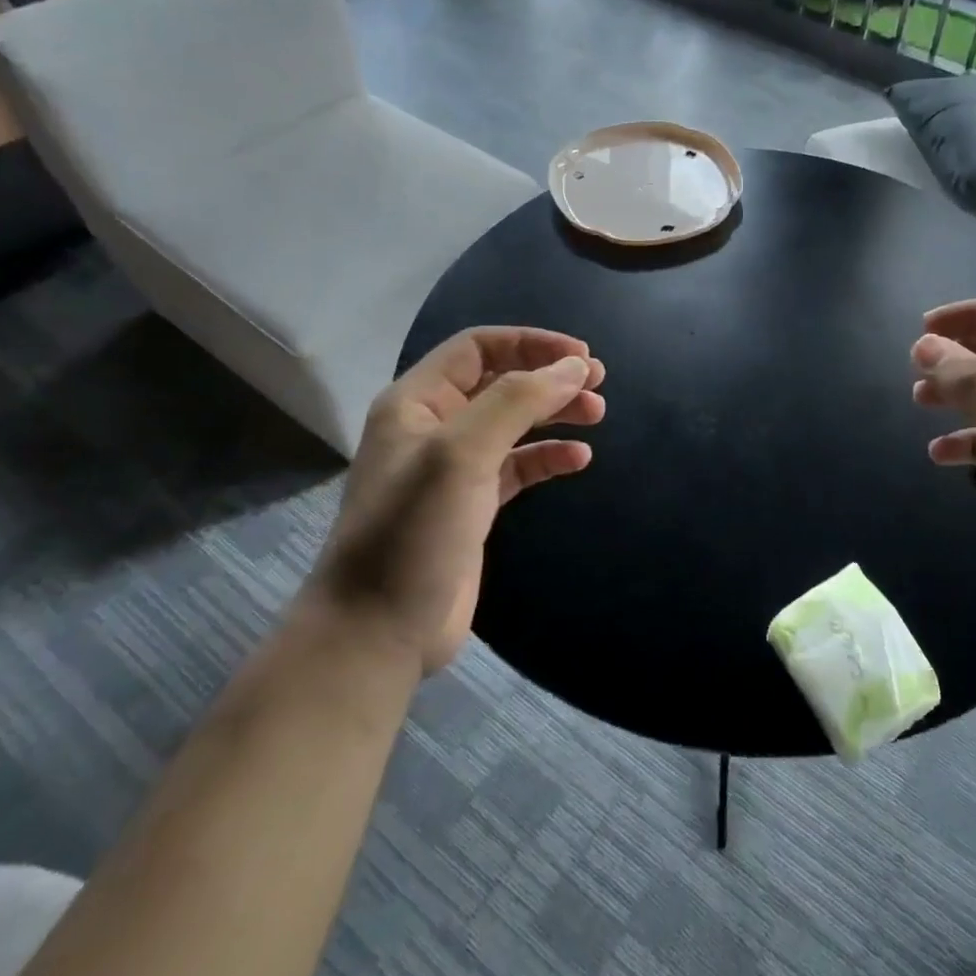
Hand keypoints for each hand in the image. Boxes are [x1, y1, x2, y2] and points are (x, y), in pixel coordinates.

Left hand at [307, 327, 605, 676]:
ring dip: (555, 413)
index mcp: (417, 402)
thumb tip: (574, 367)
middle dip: (549, 377)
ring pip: (513, 423)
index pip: (478, 347)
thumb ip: (518, 401)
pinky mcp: (472, 506)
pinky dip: (548, 457)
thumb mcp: (462, 453)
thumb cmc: (413, 531)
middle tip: (598, 383)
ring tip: (597, 416)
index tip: (580, 356)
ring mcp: (454, 468)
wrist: (376, 632)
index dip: (531, 343)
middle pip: (501, 381)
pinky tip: (578, 461)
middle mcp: (434, 427)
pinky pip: (518, 466)